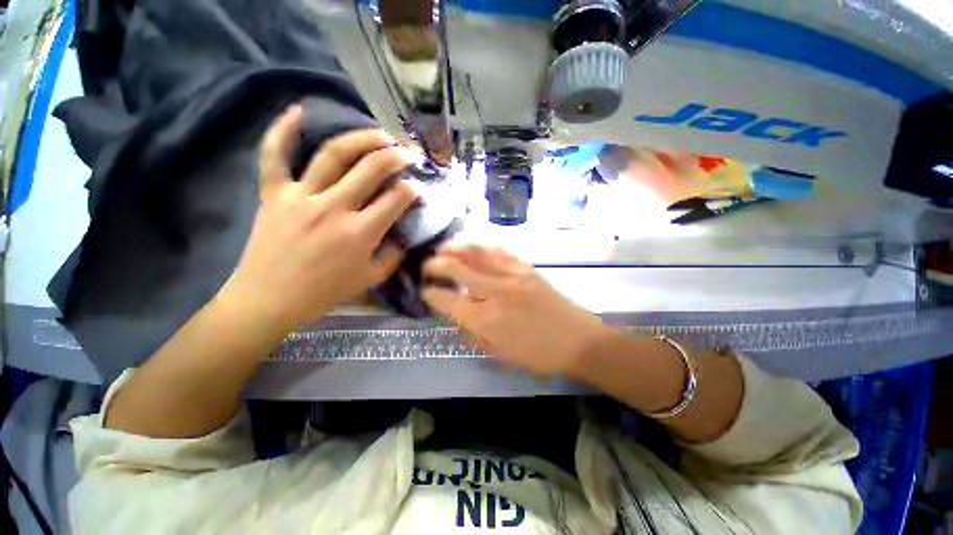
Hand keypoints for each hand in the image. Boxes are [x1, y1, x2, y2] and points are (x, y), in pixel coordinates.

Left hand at [220, 105, 418, 331]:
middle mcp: (334, 207)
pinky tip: (298, 111)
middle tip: (407, 154)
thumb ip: (392, 256)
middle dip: (396, 157)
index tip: (418, 191)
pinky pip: (274, 156)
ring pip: (334, 154)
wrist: (269, 300)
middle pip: (372, 168)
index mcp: (360, 233)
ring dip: (362, 139)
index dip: (413, 191)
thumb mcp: (370, 279)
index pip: (396, 199)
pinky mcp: (273, 194)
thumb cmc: (324, 292)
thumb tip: (401, 236)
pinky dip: (283, 131)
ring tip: (380, 135)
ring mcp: (301, 196)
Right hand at [422, 244, 608, 375]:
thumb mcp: (500, 355)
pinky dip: (482, 246)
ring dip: (456, 248)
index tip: (425, 291)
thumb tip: (455, 317)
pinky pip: (499, 251)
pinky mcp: (526, 268)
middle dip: (436, 265)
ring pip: (477, 253)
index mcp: (486, 320)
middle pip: (457, 269)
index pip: (447, 300)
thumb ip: (473, 334)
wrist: (578, 340)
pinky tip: (474, 245)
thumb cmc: (538, 354)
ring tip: (444, 248)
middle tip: (428, 266)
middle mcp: (495, 292)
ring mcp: (512, 275)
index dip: (431, 294)